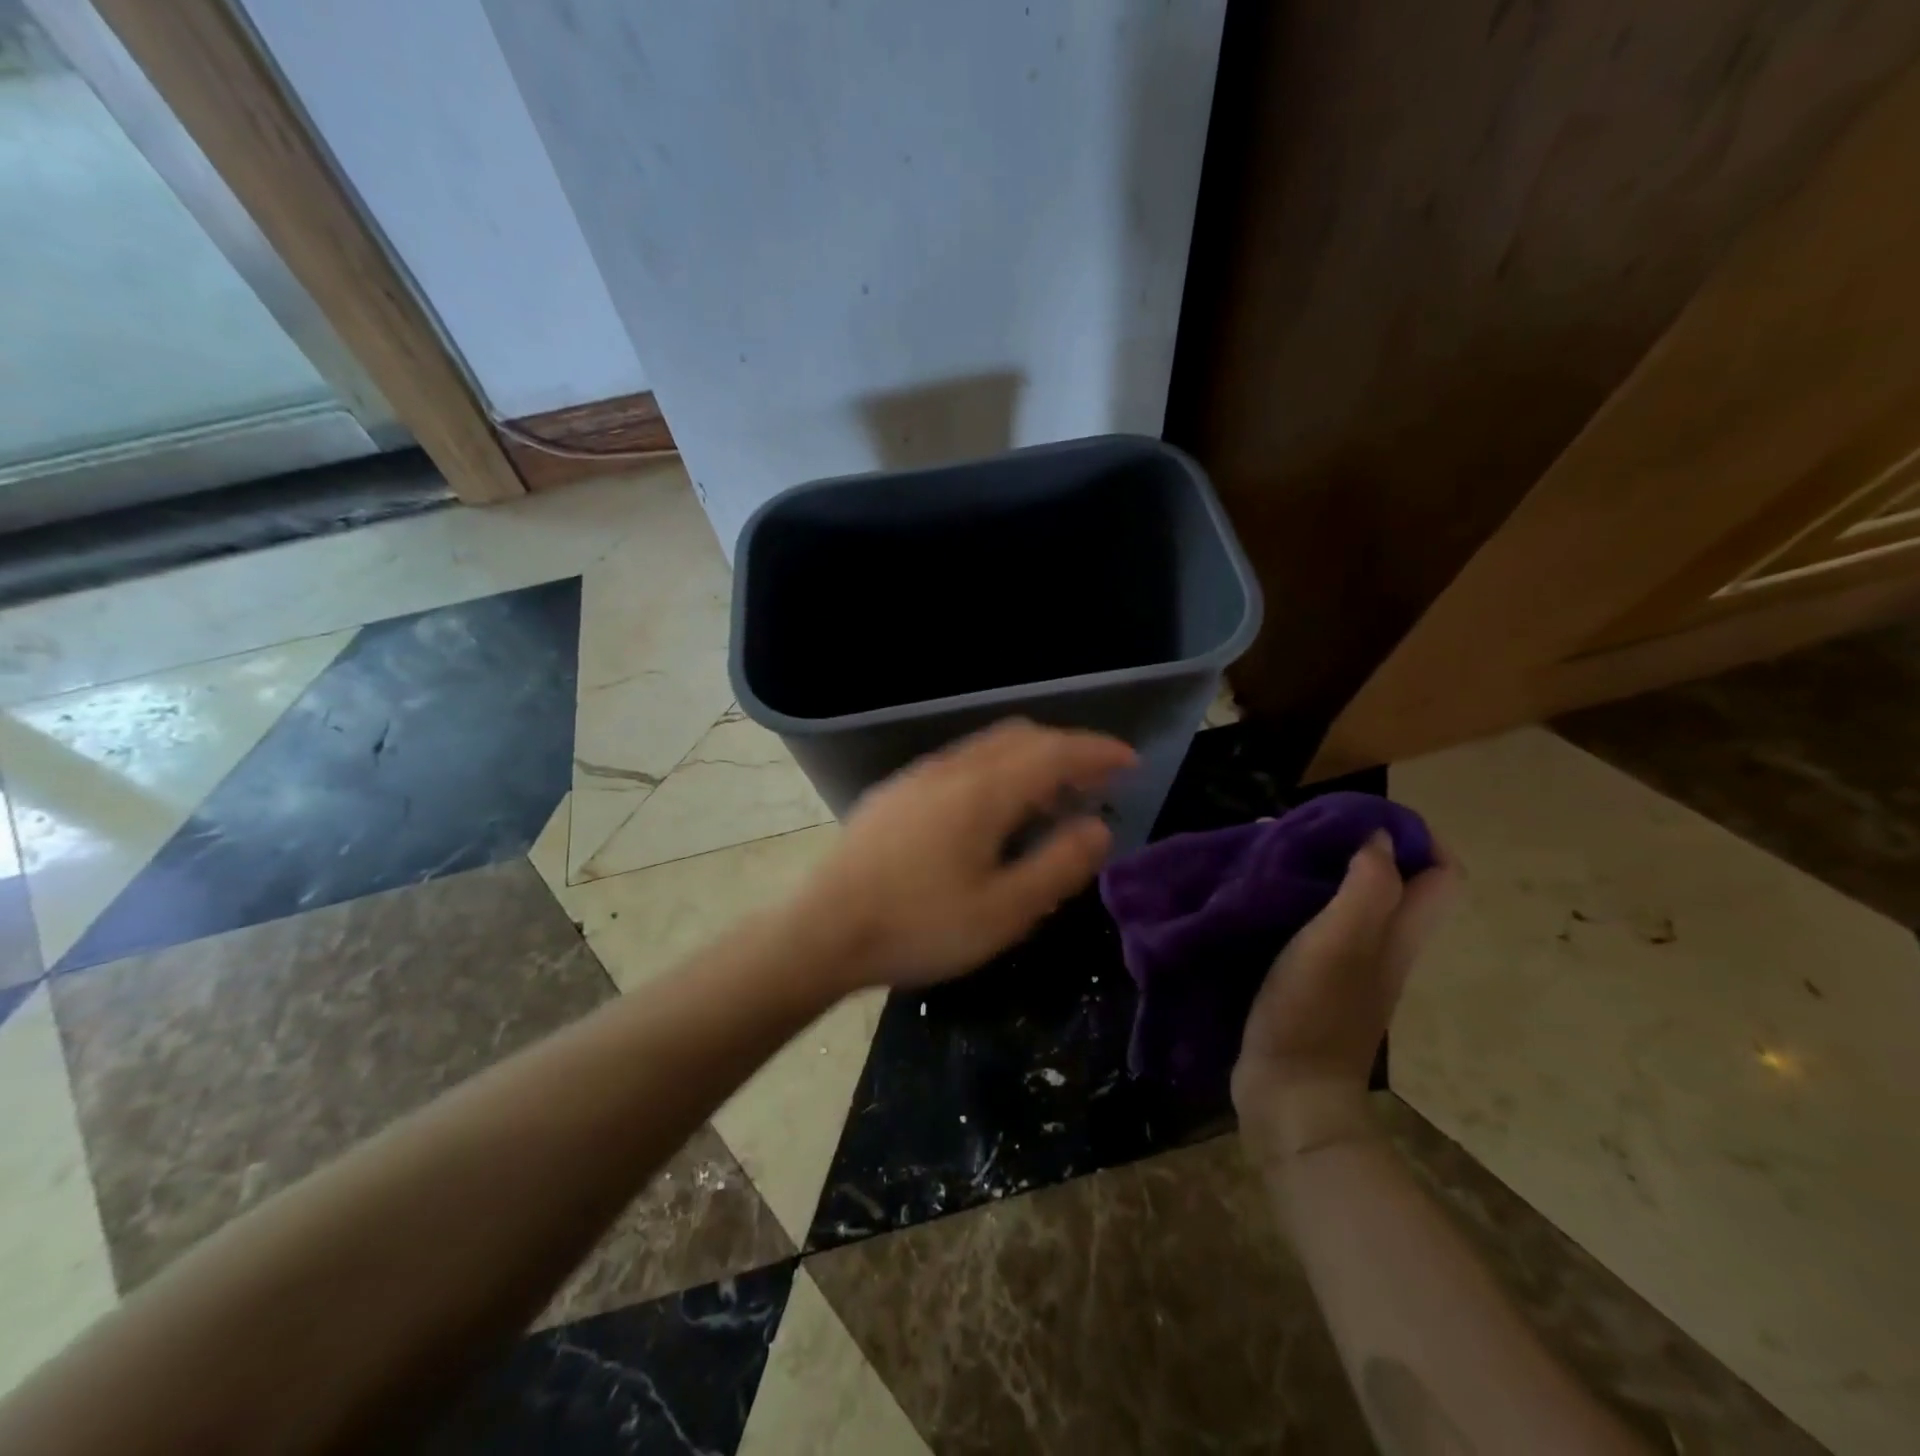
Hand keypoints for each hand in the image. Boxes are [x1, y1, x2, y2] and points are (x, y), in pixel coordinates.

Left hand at [791, 718, 1136, 988]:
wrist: (820, 932)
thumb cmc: (919, 926)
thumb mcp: (1004, 911)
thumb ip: (1059, 866)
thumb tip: (1099, 828)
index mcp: (984, 790)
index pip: (1055, 751)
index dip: (1098, 752)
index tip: (1130, 762)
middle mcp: (951, 768)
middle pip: (1022, 738)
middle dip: (1066, 752)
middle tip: (1094, 785)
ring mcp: (917, 777)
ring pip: (987, 749)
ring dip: (1029, 762)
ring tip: (1049, 801)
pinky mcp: (894, 794)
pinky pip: (960, 765)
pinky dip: (995, 773)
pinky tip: (991, 816)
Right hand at [1231, 830, 1456, 1169]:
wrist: (1288, 1090)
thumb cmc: (1314, 1012)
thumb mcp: (1341, 943)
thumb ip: (1366, 888)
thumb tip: (1379, 836)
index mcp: (1400, 934)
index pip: (1442, 874)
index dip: (1417, 836)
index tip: (1364, 817)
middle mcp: (1384, 944)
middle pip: (1398, 881)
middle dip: (1363, 844)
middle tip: (1310, 829)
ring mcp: (1350, 962)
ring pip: (1355, 897)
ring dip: (1325, 866)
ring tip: (1278, 849)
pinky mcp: (1315, 975)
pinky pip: (1319, 919)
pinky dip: (1299, 895)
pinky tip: (1261, 891)